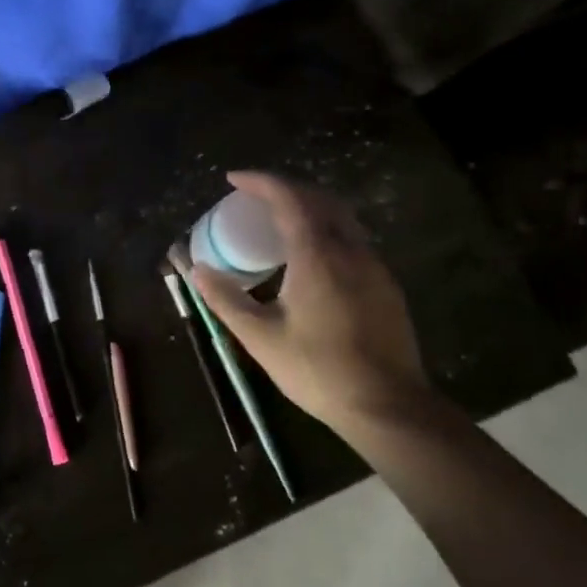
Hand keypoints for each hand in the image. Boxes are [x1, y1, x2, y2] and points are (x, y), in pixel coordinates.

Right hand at [188, 172, 427, 435]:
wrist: (388, 407)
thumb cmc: (318, 370)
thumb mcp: (261, 337)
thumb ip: (226, 299)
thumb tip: (197, 270)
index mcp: (318, 255)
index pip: (289, 198)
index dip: (260, 181)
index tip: (233, 179)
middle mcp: (350, 250)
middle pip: (319, 198)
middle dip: (286, 188)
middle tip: (255, 196)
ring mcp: (374, 266)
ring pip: (341, 217)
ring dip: (309, 207)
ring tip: (279, 221)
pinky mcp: (386, 285)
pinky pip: (353, 239)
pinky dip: (326, 229)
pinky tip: (311, 256)